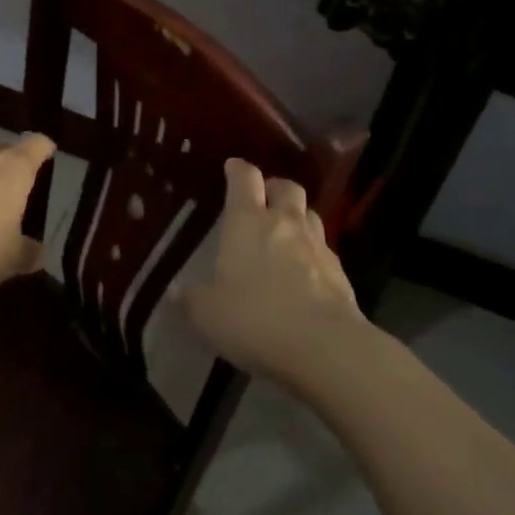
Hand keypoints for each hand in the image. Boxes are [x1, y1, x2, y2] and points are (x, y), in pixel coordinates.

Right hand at [175, 158, 367, 385]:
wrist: (325, 346)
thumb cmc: (256, 319)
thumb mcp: (209, 316)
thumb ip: (191, 301)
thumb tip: (174, 293)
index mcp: (247, 222)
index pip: (244, 178)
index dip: (238, 170)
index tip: (232, 167)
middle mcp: (285, 223)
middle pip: (286, 187)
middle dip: (274, 188)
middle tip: (263, 200)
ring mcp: (317, 246)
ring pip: (310, 215)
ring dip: (297, 218)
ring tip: (285, 235)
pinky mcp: (341, 273)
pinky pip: (324, 251)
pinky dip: (314, 254)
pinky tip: (306, 275)